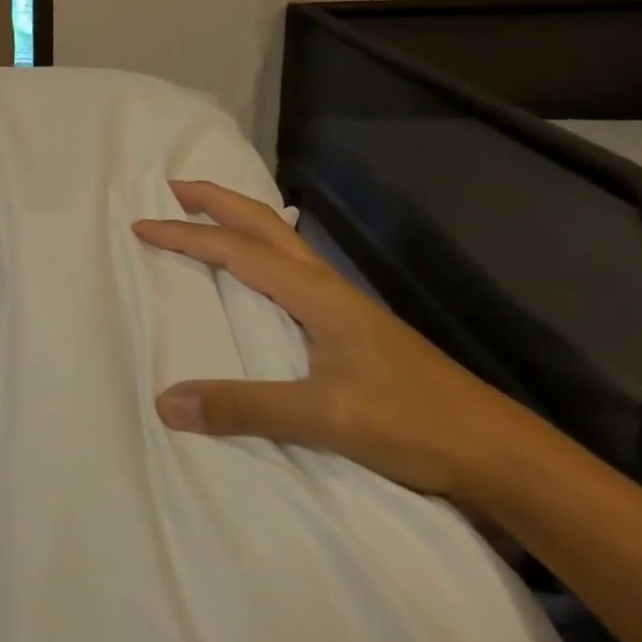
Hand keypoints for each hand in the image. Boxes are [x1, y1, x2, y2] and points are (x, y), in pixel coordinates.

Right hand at [134, 180, 527, 501]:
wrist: (500, 454)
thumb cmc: (413, 424)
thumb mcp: (324, 417)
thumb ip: (244, 407)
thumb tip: (166, 402)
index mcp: (316, 294)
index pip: (237, 250)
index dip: (186, 235)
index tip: (142, 224)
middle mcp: (326, 286)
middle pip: (264, 224)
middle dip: (217, 200)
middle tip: (174, 188)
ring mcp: (343, 304)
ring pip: (281, 242)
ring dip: (240, 221)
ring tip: (206, 218)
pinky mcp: (351, 326)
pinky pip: (292, 269)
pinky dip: (260, 252)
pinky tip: (257, 276)